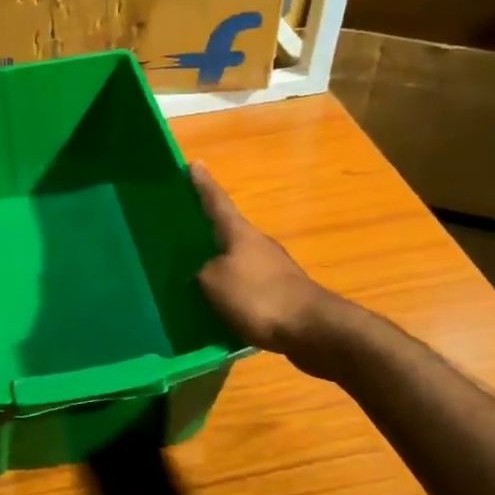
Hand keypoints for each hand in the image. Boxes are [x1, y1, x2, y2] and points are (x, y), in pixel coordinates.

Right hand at [191, 162, 330, 355]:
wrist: (313, 330)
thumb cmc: (260, 296)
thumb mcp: (214, 282)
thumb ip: (201, 273)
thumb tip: (202, 274)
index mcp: (240, 234)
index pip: (217, 202)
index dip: (203, 184)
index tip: (193, 164)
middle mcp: (257, 245)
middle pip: (228, 232)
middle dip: (207, 231)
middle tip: (182, 230)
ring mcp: (272, 270)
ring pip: (236, 262)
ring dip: (218, 266)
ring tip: (193, 276)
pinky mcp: (280, 295)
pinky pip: (246, 288)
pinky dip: (231, 293)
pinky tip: (217, 307)